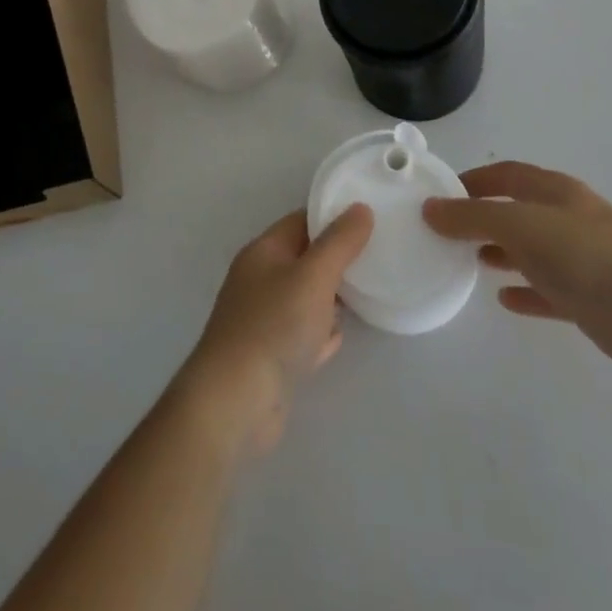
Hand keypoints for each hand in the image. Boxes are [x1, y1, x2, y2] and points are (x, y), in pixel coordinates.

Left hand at [176, 206, 373, 454]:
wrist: (235, 402)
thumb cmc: (275, 326)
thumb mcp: (314, 275)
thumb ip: (340, 242)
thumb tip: (361, 208)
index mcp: (263, 252)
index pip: (300, 221)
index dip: (332, 217)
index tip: (368, 219)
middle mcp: (258, 281)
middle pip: (303, 260)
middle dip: (336, 259)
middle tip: (375, 257)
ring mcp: (262, 321)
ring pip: (303, 298)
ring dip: (330, 298)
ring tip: (365, 293)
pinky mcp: (269, 358)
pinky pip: (301, 336)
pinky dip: (319, 334)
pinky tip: (337, 338)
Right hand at [424, 162, 611, 376]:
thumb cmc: (586, 256)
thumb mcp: (520, 226)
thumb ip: (473, 217)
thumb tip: (430, 207)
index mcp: (554, 191)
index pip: (506, 174)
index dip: (474, 179)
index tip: (440, 194)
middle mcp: (567, 218)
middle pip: (518, 210)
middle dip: (484, 217)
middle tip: (448, 232)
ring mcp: (581, 259)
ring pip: (532, 250)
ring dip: (502, 252)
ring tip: (469, 260)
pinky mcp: (590, 299)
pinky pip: (548, 290)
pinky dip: (525, 290)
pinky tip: (504, 299)